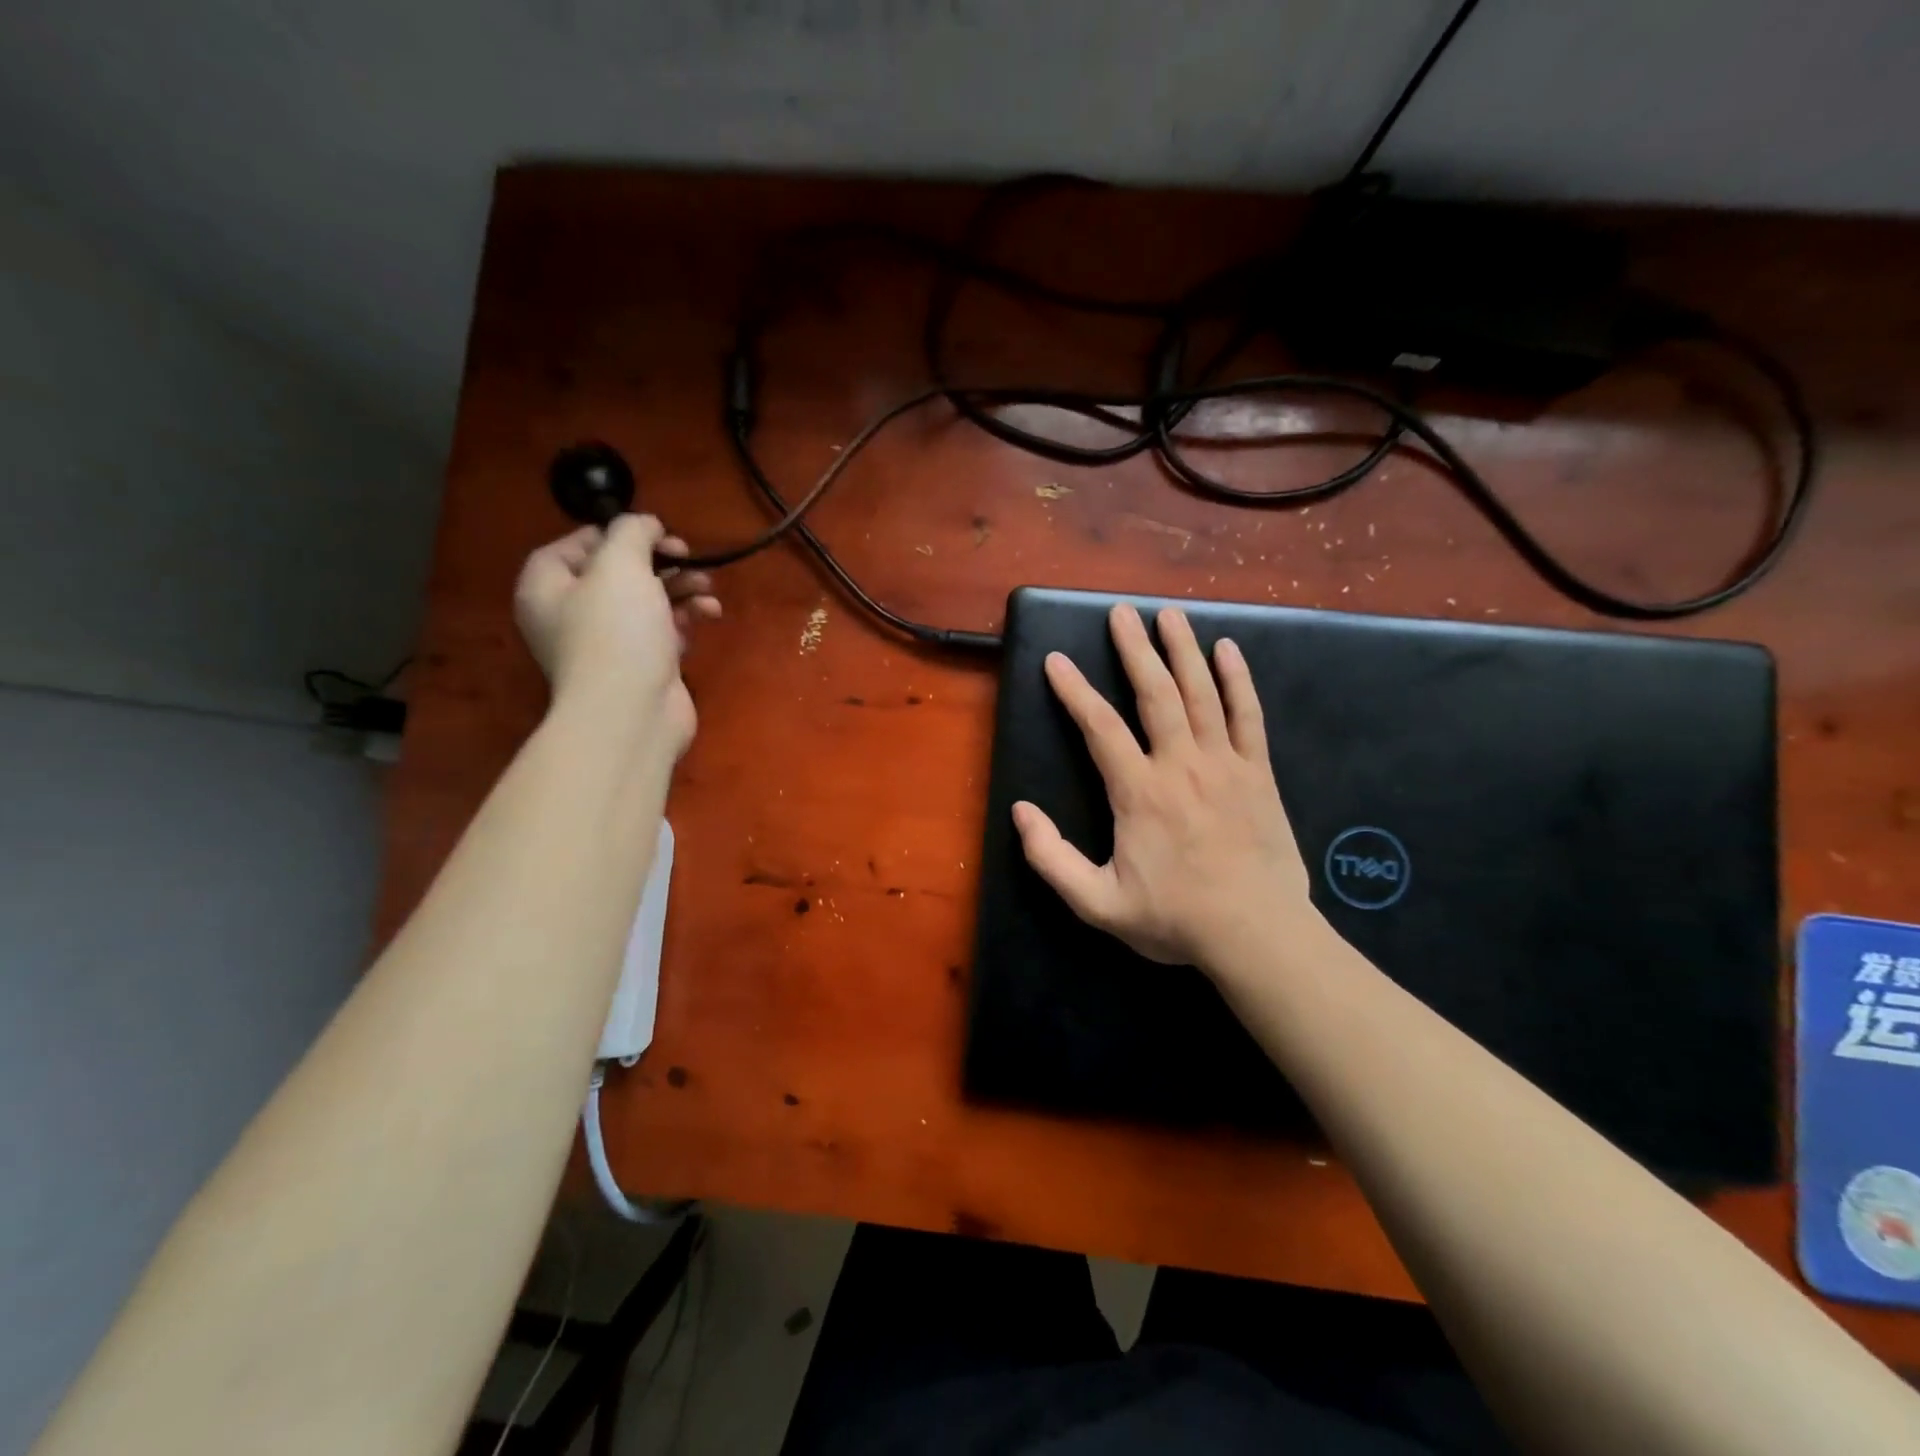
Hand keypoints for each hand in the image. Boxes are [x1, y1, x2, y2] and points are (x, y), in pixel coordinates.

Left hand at [513, 516, 720, 755]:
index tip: (652, 532)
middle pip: (617, 573)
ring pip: (647, 601)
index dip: (613, 533)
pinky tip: (710, 612)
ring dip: (681, 587)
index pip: (574, 545)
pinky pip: (665, 629)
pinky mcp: (643, 665)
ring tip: (707, 584)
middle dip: (659, 561)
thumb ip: (631, 532)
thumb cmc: (616, 632)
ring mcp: (609, 644)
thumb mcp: (620, 564)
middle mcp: (572, 615)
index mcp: (547, 588)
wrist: (632, 713)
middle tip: (687, 554)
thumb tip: (645, 524)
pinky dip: (688, 617)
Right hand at [1011, 603, 1315, 975]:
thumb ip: (1052, 859)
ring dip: (1183, 650)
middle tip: (1121, 613)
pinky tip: (1228, 650)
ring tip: (1169, 615)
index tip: (1057, 661)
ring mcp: (1225, 764)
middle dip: (1135, 649)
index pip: (1099, 727)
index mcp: (1139, 792)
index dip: (1074, 691)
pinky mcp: (1259, 773)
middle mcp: (1181, 764)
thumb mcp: (1097, 903)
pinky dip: (1238, 680)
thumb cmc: (1175, 918)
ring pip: (1201, 693)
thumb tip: (1020, 811)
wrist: (1257, 934)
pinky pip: (1248, 715)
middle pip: (1155, 693)